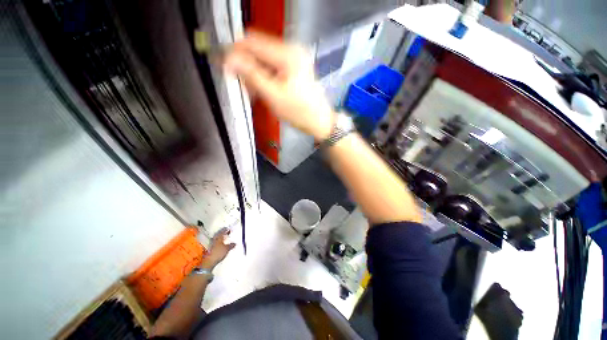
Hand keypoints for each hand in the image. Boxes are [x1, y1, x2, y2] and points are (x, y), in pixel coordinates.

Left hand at [201, 228, 235, 269]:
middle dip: (222, 233)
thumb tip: (235, 243)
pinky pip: (215, 242)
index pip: (223, 231)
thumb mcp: (227, 249)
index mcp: (219, 237)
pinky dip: (218, 242)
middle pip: (218, 234)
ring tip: (224, 238)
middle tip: (226, 233)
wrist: (209, 261)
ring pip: (216, 238)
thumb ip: (231, 245)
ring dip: (220, 237)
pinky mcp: (210, 248)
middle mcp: (215, 239)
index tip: (228, 229)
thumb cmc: (218, 253)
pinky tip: (220, 244)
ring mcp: (211, 244)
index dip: (226, 230)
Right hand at [224, 31, 334, 140]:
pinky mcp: (295, 67)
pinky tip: (264, 90)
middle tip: (243, 85)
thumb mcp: (273, 95)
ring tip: (255, 92)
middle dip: (246, 65)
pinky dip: (265, 76)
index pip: (252, 42)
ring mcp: (294, 58)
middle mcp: (291, 49)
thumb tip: (228, 58)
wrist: (319, 121)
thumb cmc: (299, 112)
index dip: (235, 53)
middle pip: (258, 48)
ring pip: (264, 58)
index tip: (225, 68)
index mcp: (287, 54)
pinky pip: (273, 66)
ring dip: (255, 73)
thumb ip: (251, 75)